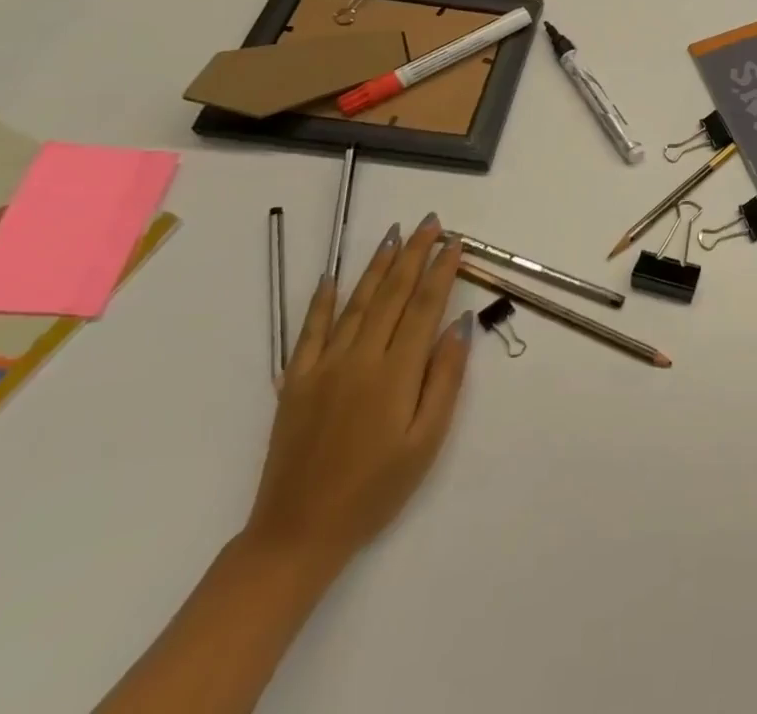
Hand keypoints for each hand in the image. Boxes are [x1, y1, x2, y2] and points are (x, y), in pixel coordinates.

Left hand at [244, 214, 470, 576]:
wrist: (297, 534)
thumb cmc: (375, 490)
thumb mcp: (426, 441)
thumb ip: (445, 378)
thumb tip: (461, 324)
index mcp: (395, 372)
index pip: (425, 306)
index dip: (442, 270)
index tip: (455, 242)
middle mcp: (359, 358)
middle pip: (392, 293)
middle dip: (413, 254)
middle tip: (429, 223)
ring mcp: (323, 367)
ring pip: (356, 302)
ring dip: (377, 265)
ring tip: (392, 235)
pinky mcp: (296, 382)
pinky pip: (310, 331)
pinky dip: (322, 301)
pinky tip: (332, 278)